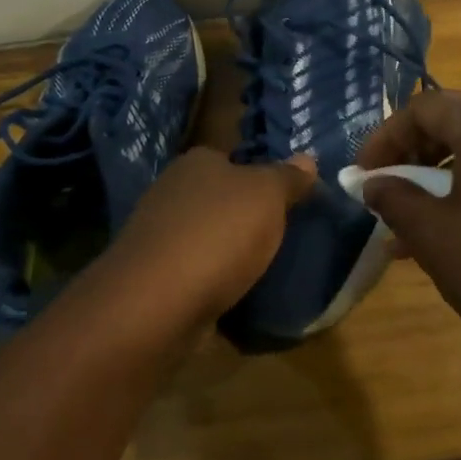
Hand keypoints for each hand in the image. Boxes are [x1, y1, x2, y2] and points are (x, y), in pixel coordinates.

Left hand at [93, 147, 315, 335]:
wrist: (157, 301)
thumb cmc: (218, 233)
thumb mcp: (267, 196)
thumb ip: (288, 178)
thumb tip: (307, 158)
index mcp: (197, 162)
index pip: (232, 158)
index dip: (259, 175)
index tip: (285, 198)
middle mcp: (171, 191)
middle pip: (218, 198)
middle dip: (243, 215)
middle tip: (281, 234)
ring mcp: (158, 234)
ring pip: (205, 235)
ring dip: (227, 250)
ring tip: (263, 268)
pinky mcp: (153, 276)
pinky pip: (194, 271)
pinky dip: (212, 280)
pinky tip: (233, 293)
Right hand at [359, 91, 460, 407]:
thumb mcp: (434, 234)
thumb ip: (395, 199)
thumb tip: (374, 184)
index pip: (422, 108)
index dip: (384, 139)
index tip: (362, 177)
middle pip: (455, 125)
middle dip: (413, 158)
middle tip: (389, 195)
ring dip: (442, 183)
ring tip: (417, 227)